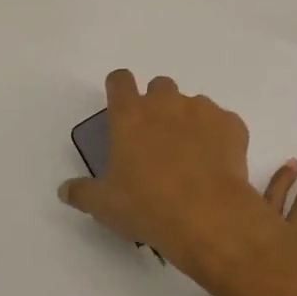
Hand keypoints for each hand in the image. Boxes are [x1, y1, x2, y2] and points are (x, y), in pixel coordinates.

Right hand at [59, 69, 260, 268]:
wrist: (208, 215)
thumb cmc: (148, 207)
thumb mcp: (105, 205)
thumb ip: (83, 192)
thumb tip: (65, 189)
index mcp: (131, 116)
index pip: (120, 80)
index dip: (119, 88)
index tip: (121, 104)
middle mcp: (166, 103)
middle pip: (160, 86)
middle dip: (157, 104)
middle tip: (156, 138)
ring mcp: (202, 110)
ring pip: (193, 104)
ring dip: (189, 121)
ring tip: (190, 157)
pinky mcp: (231, 124)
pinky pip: (222, 122)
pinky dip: (218, 136)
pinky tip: (216, 164)